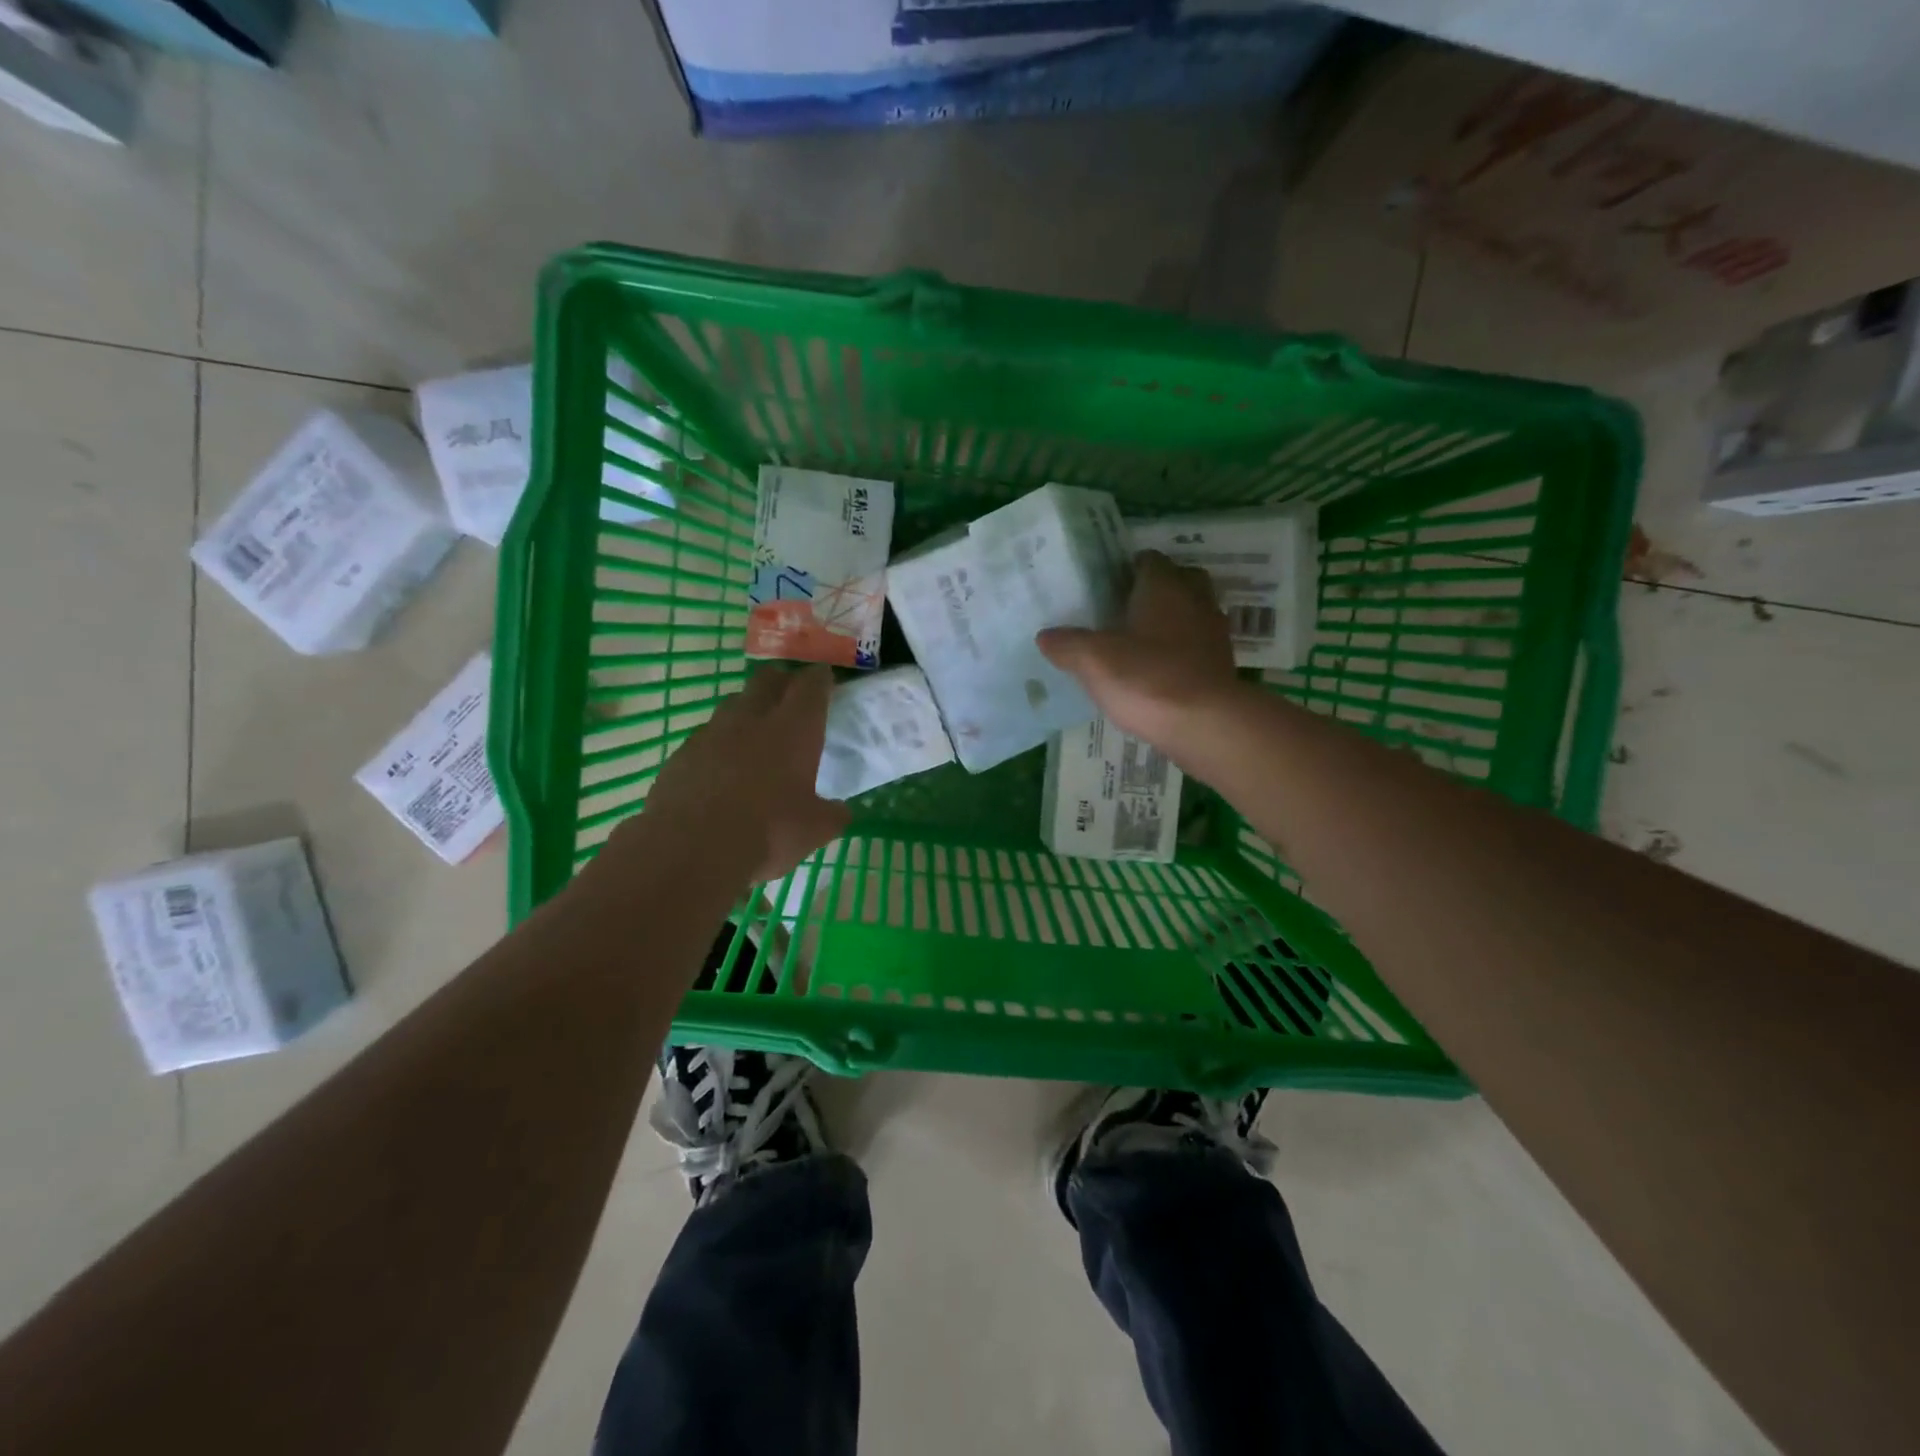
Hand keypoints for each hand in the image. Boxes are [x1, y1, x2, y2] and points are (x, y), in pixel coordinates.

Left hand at [638, 664, 851, 885]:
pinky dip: (720, 743)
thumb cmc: (767, 832)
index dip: (820, 679)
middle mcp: (753, 718)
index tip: (824, 680)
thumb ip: (832, 814)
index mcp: (794, 729)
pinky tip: (722, 768)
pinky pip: (707, 736)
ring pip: (734, 704)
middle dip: (782, 681)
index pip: (811, 685)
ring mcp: (712, 732)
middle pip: (768, 679)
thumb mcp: (814, 830)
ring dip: (748, 710)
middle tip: (791, 696)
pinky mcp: (682, 753)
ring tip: (756, 732)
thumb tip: (840, 810)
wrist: (690, 848)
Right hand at [1037, 550, 1241, 746]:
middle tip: (1125, 610)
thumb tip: (1045, 635)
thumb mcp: (1093, 661)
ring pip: (1192, 614)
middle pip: (1180, 581)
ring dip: (1172, 622)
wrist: (1206, 725)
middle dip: (1157, 590)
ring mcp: (1214, 634)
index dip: (1127, 569)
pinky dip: (1182, 652)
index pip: (1149, 560)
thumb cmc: (1147, 679)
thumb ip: (1068, 644)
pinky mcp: (1222, 666)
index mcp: (1164, 587)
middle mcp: (1195, 601)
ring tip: (1140, 642)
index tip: (1105, 586)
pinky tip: (1158, 672)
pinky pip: (1198, 647)